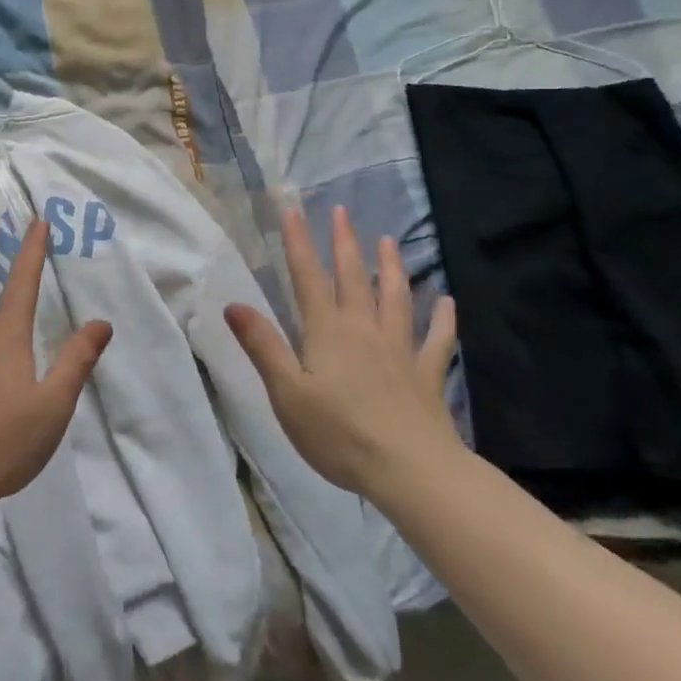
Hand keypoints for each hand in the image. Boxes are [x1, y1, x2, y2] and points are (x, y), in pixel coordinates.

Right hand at [224, 205, 458, 495]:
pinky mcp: (426, 375)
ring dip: (392, 268)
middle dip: (344, 243)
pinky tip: (447, 301)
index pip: (307, 278)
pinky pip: (437, 340)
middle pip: (353, 278)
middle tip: (342, 212)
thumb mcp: (286, 393)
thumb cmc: (338, 434)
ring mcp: (400, 350)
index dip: (298, 243)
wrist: (410, 470)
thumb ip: (263, 346)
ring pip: (396, 299)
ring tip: (390, 241)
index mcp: (327, 332)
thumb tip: (233, 304)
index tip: (292, 211)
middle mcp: (364, 330)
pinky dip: (443, 319)